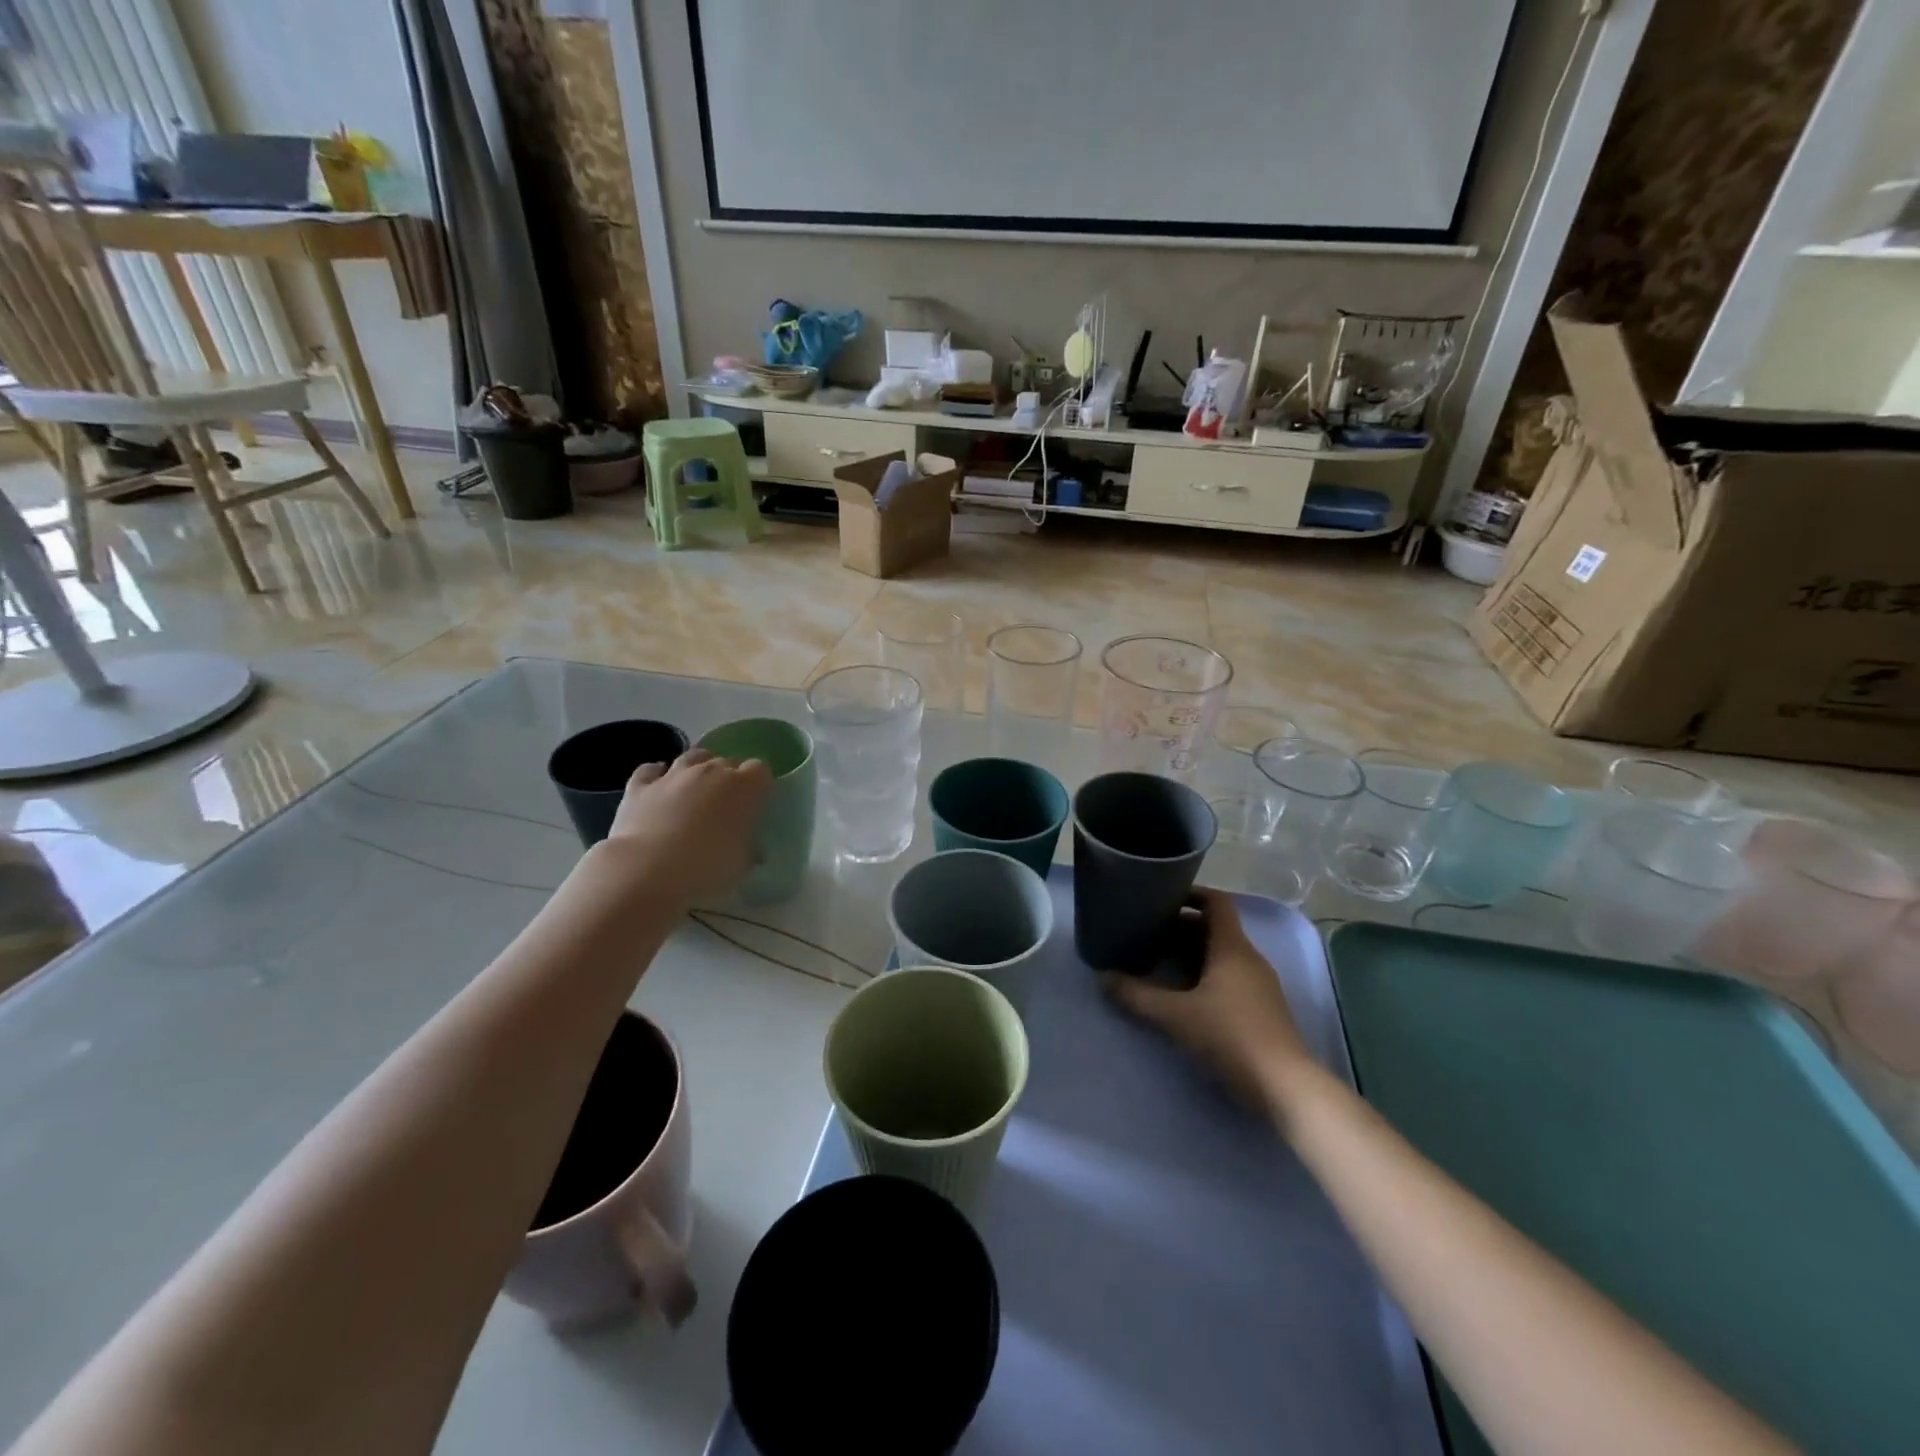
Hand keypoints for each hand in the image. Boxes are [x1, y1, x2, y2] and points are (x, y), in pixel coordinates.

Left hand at [598, 749, 770, 903]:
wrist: (648, 870)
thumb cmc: (707, 868)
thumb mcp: (742, 864)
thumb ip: (749, 848)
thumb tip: (750, 848)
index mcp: (744, 787)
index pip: (760, 770)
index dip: (757, 786)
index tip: (755, 804)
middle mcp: (711, 771)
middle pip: (726, 762)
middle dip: (728, 779)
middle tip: (724, 806)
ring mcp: (673, 775)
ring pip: (692, 757)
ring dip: (697, 769)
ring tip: (695, 791)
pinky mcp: (640, 786)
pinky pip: (651, 770)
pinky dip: (656, 776)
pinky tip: (658, 788)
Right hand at [1103, 890, 1313, 1118]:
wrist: (1284, 1086)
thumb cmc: (1230, 1036)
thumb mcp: (1176, 1015)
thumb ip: (1137, 995)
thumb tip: (1103, 978)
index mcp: (1233, 947)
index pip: (1216, 902)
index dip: (1190, 894)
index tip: (1161, 896)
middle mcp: (1249, 958)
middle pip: (1215, 928)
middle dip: (1181, 926)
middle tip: (1147, 931)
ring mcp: (1258, 984)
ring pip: (1221, 954)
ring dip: (1191, 952)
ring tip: (1157, 958)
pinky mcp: (1261, 1008)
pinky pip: (1229, 975)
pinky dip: (1204, 973)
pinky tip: (1182, 992)